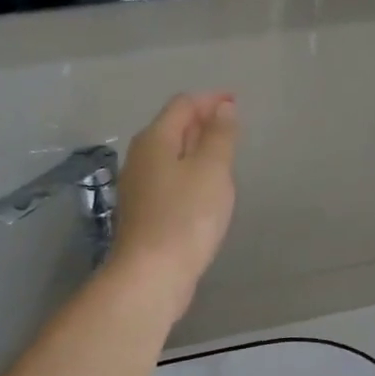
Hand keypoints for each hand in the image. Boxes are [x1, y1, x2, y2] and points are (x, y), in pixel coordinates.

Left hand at [110, 93, 239, 319]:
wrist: (152, 275)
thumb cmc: (186, 217)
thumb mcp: (212, 170)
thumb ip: (220, 136)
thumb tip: (222, 109)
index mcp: (155, 139)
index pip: (183, 105)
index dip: (210, 100)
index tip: (236, 103)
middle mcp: (140, 158)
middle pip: (172, 128)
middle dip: (202, 123)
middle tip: (232, 129)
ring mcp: (138, 187)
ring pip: (170, 156)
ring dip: (195, 150)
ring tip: (223, 158)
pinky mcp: (144, 213)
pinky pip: (169, 181)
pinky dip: (188, 175)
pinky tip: (204, 191)